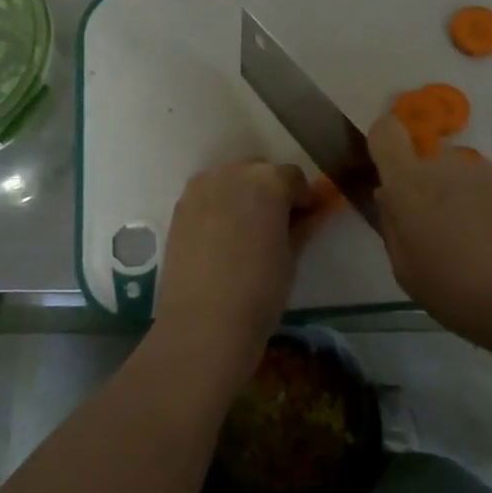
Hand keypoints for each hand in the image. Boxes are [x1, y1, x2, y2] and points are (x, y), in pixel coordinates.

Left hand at [158, 159, 312, 354]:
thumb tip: (311, 214)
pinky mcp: (179, 207)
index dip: (301, 198)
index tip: (303, 220)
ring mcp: (201, 187)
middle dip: (269, 190)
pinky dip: (217, 205)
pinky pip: (206, 195)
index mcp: (268, 181)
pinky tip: (220, 236)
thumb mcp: (290, 257)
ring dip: (241, 194)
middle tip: (274, 224)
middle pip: (258, 170)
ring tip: (245, 230)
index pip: (293, 176)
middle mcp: (233, 173)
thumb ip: (301, 227)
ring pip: (230, 179)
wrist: (204, 322)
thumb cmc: (260, 290)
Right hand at [368, 114, 491, 354]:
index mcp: (410, 185)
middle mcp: (446, 165)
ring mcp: (486, 170)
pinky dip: (489, 206)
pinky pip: (490, 186)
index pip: (385, 133)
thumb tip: (389, 196)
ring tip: (476, 244)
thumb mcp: (406, 269)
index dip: (382, 144)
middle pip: (425, 162)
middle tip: (437, 233)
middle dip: (425, 189)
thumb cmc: (459, 292)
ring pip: (459, 175)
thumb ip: (392, 224)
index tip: (387, 173)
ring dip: (458, 198)